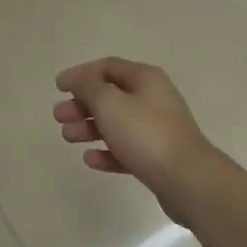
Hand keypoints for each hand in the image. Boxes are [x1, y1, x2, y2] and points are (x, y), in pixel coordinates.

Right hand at [53, 58, 240, 220]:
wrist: (188, 180)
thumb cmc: (146, 134)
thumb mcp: (110, 103)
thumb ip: (88, 87)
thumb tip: (78, 79)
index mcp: (145, 79)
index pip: (107, 66)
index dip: (80, 74)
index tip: (58, 87)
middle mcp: (153, 99)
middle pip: (110, 95)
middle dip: (82, 104)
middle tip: (59, 116)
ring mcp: (157, 129)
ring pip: (116, 123)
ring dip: (89, 127)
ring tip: (68, 137)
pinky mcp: (157, 158)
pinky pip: (126, 149)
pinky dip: (106, 152)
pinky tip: (90, 159)